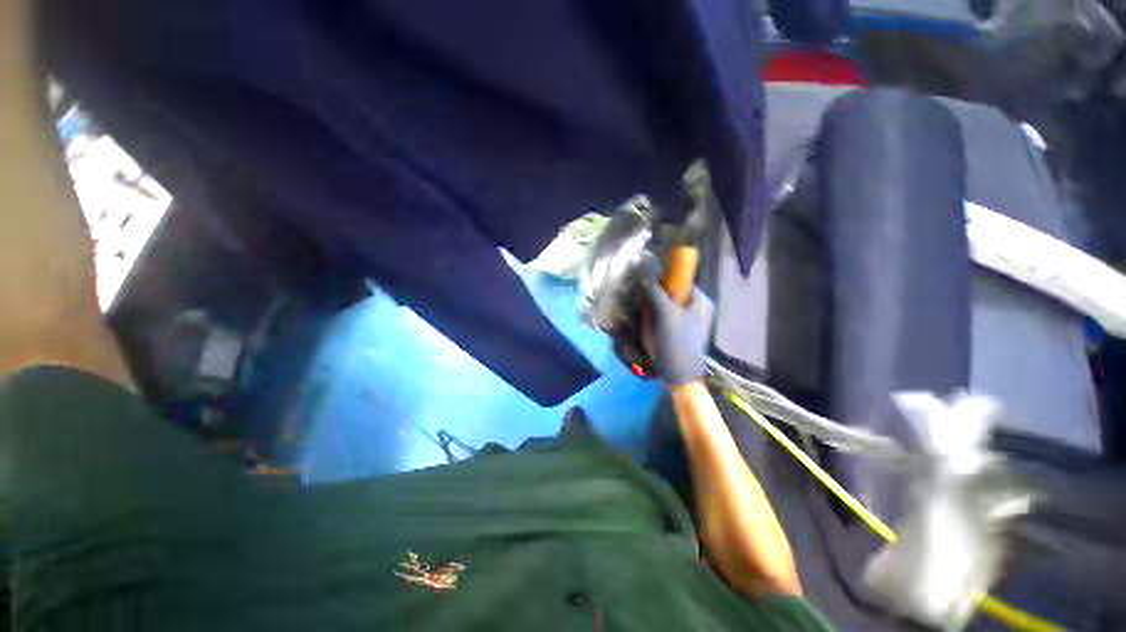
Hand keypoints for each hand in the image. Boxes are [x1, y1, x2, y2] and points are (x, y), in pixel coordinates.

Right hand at [643, 282, 713, 385]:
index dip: (663, 280)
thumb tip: (644, 278)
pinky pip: (665, 318)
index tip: (648, 288)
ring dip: (654, 309)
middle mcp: (697, 308)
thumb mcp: (664, 313)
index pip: (680, 279)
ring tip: (647, 320)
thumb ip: (655, 292)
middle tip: (646, 306)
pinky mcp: (680, 332)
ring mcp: (689, 321)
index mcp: (700, 301)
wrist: (679, 375)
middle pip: (672, 293)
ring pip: (666, 306)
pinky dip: (656, 320)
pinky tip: (650, 329)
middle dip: (656, 298)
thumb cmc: (675, 342)